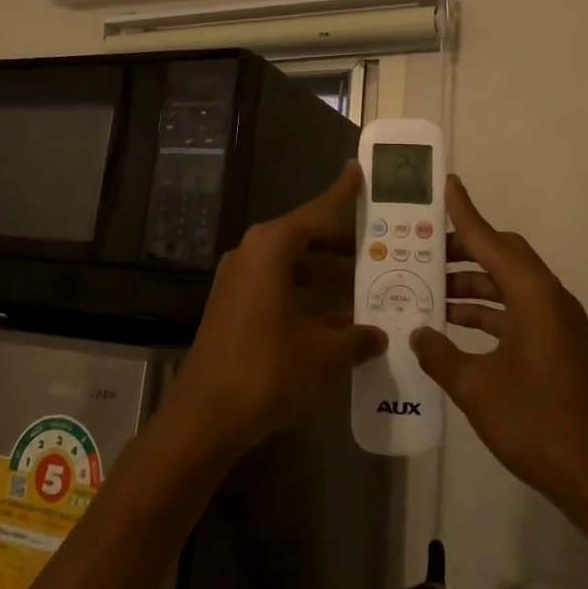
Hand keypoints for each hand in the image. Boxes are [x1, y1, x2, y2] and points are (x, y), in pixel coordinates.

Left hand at [171, 162, 385, 453]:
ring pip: (293, 267)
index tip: (359, 171)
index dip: (342, 194)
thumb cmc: (269, 371)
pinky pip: (279, 289)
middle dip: (344, 246)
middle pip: (305, 238)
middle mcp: (251, 255)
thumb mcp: (325, 355)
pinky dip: (308, 298)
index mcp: (271, 249)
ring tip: (369, 290)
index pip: (317, 212)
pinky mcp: (233, 309)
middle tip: (382, 249)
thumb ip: (357, 338)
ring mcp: (238, 282)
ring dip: (328, 277)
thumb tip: (378, 335)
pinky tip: (340, 323)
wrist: (205, 417)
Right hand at [411, 176, 587, 514]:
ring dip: (470, 286)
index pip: (490, 242)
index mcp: (534, 297)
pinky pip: (514, 313)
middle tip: (421, 251)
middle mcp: (549, 300)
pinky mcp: (556, 348)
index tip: (447, 185)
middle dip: (462, 251)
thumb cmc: (538, 424)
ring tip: (426, 290)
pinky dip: (484, 313)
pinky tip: (452, 329)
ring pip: (507, 287)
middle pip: (502, 257)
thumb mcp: (476, 388)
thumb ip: (440, 355)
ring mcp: (556, 325)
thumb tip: (418, 333)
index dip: (465, 213)